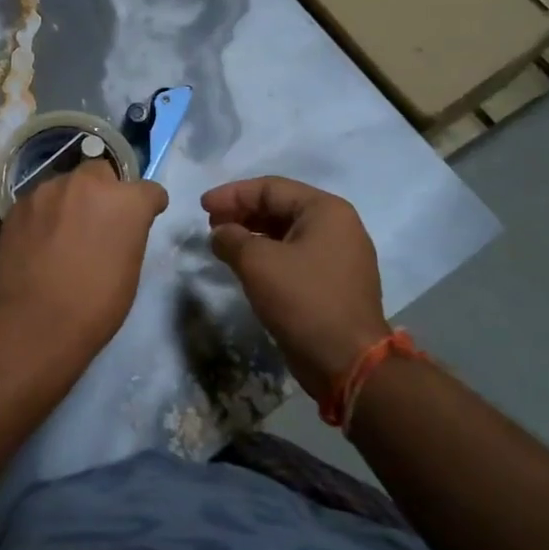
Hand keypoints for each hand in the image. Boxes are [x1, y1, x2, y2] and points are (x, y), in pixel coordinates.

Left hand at [0, 160, 167, 364]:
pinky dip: (43, 215)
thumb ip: (128, 232)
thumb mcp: (130, 268)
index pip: (148, 190)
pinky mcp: (18, 204)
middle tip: (96, 221)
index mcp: (125, 200)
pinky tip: (38, 241)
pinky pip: (38, 201)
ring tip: (62, 233)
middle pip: (101, 172)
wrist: (36, 323)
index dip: (148, 205)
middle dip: (104, 190)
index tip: (143, 218)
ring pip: (65, 184)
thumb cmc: (96, 305)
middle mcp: (87, 183)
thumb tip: (117, 227)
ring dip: (69, 200)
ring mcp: (47, 190)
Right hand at [203, 176, 388, 397]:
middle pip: (281, 207)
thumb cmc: (303, 300)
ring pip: (286, 233)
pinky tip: (245, 266)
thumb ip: (231, 238)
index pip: (271, 188)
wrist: (347, 361)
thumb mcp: (257, 263)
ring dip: (252, 235)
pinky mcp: (334, 282)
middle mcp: (338, 226)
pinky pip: (295, 256)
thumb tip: (220, 233)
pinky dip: (267, 255)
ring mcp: (339, 256)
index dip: (232, 194)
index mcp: (326, 210)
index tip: (202, 206)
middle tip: (210, 224)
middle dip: (242, 213)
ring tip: (222, 244)